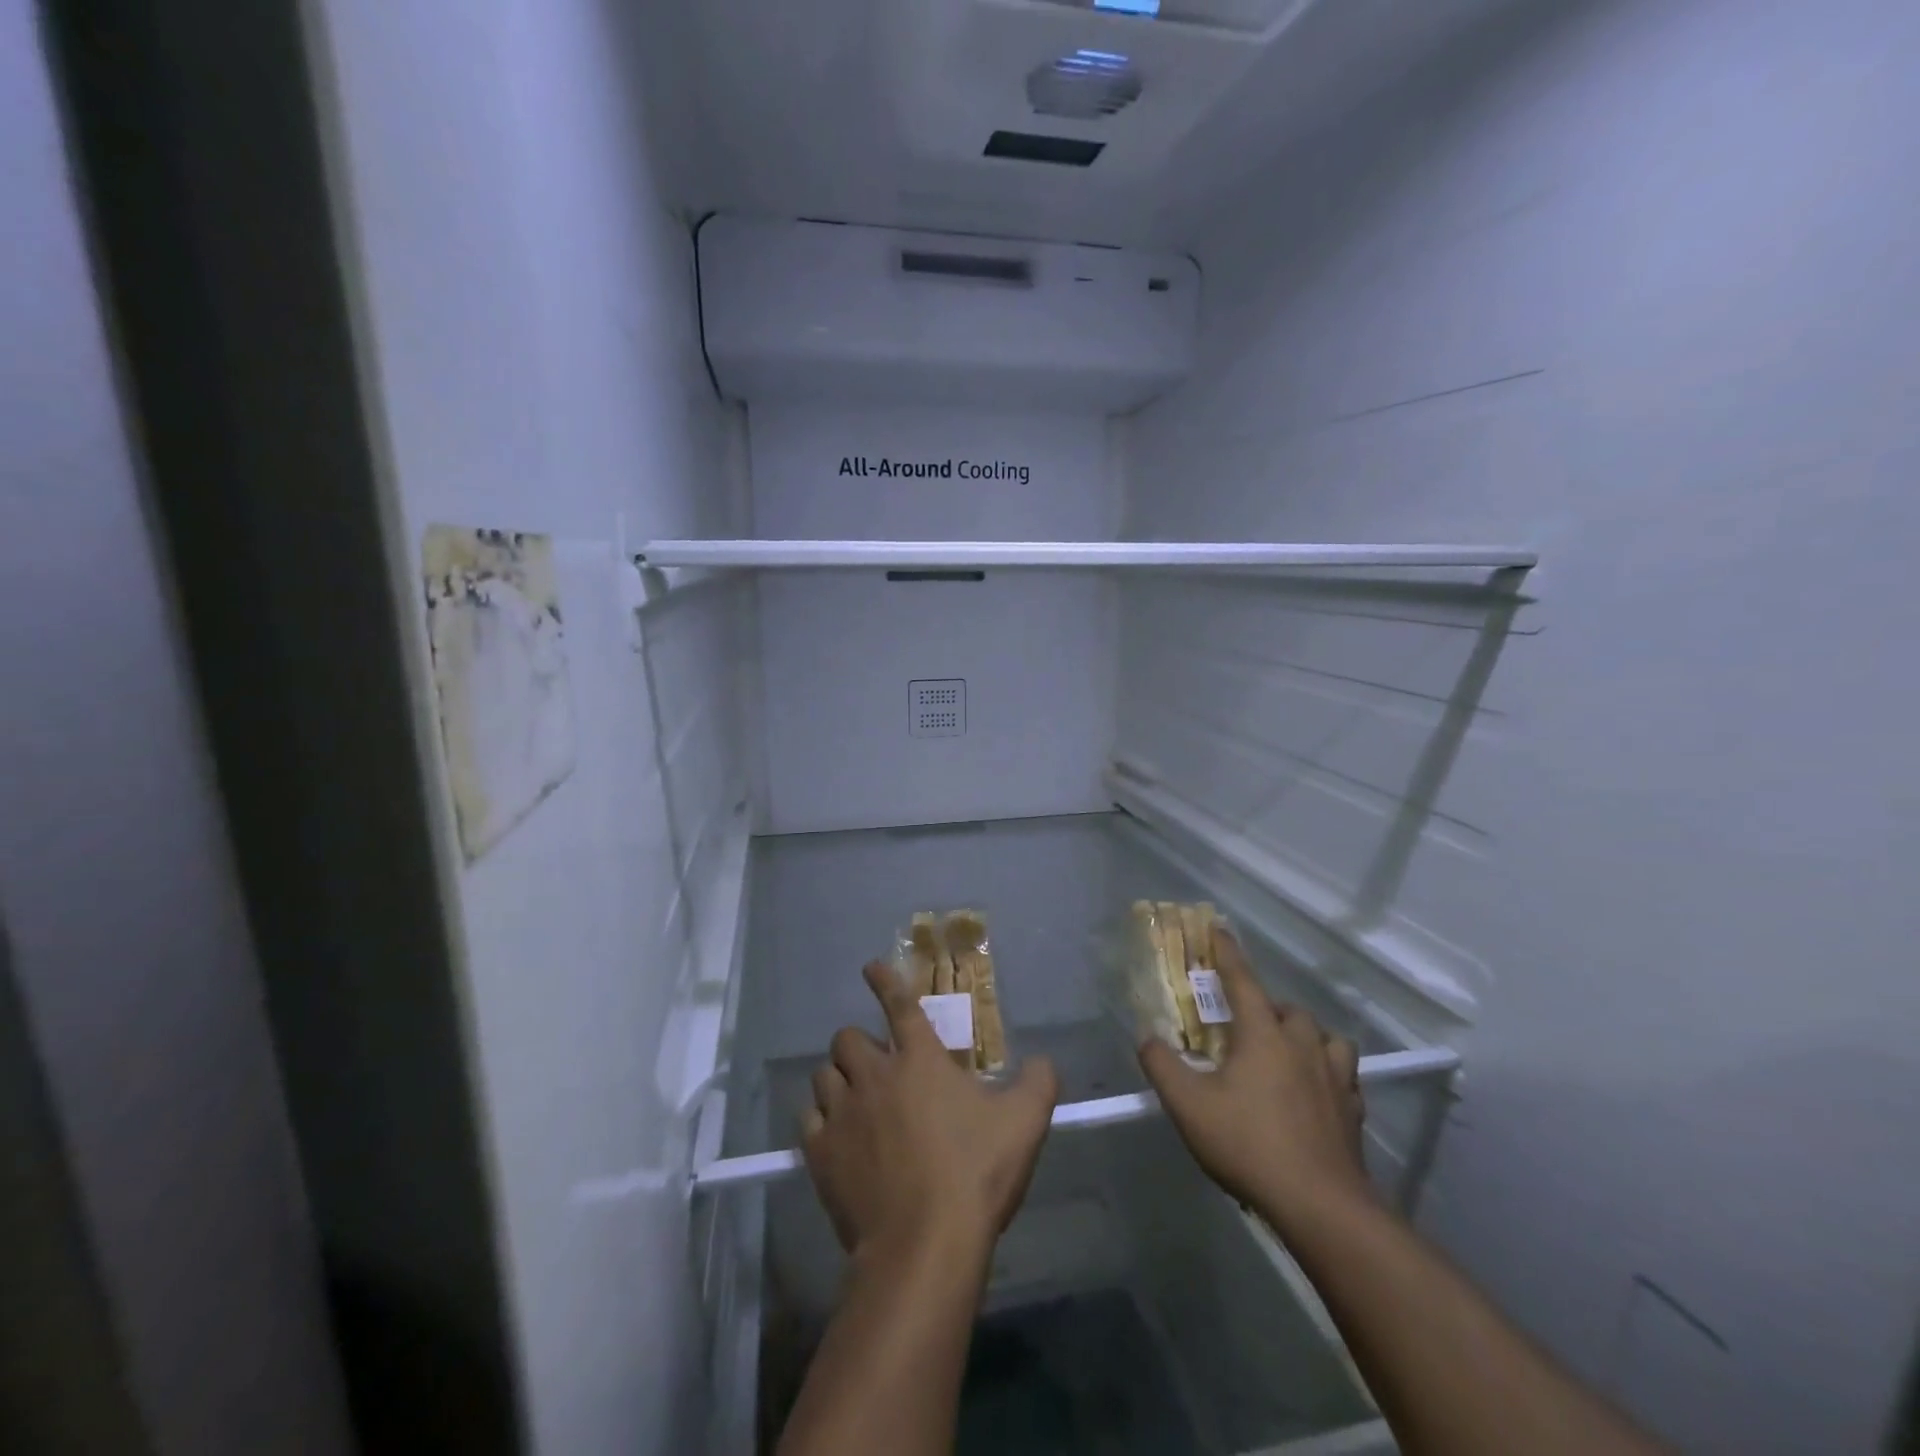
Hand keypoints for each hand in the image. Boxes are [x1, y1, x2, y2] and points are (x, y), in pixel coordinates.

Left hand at [802, 962, 1058, 1267]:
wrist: (924, 1244)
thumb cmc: (974, 1173)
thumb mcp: (1024, 1124)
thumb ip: (1039, 1083)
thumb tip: (1044, 1062)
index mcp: (920, 1059)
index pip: (898, 1005)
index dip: (884, 981)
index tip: (870, 967)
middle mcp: (875, 1075)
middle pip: (847, 1038)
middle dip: (858, 1043)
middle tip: (875, 1064)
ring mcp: (843, 1113)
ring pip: (824, 1074)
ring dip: (838, 1078)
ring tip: (853, 1097)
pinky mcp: (821, 1153)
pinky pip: (809, 1119)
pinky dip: (820, 1119)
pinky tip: (834, 1134)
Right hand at [1138, 929, 1371, 1233]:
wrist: (1321, 1205)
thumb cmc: (1249, 1144)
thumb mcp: (1188, 1105)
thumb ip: (1162, 1065)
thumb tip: (1147, 1037)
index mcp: (1263, 1034)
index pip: (1242, 980)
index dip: (1228, 953)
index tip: (1218, 928)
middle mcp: (1303, 1045)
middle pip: (1288, 1009)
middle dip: (1267, 1008)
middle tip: (1245, 1026)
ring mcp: (1335, 1078)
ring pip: (1326, 1038)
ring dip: (1306, 1036)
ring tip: (1288, 1053)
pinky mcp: (1353, 1111)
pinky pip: (1344, 1077)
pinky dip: (1328, 1074)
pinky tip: (1315, 1093)